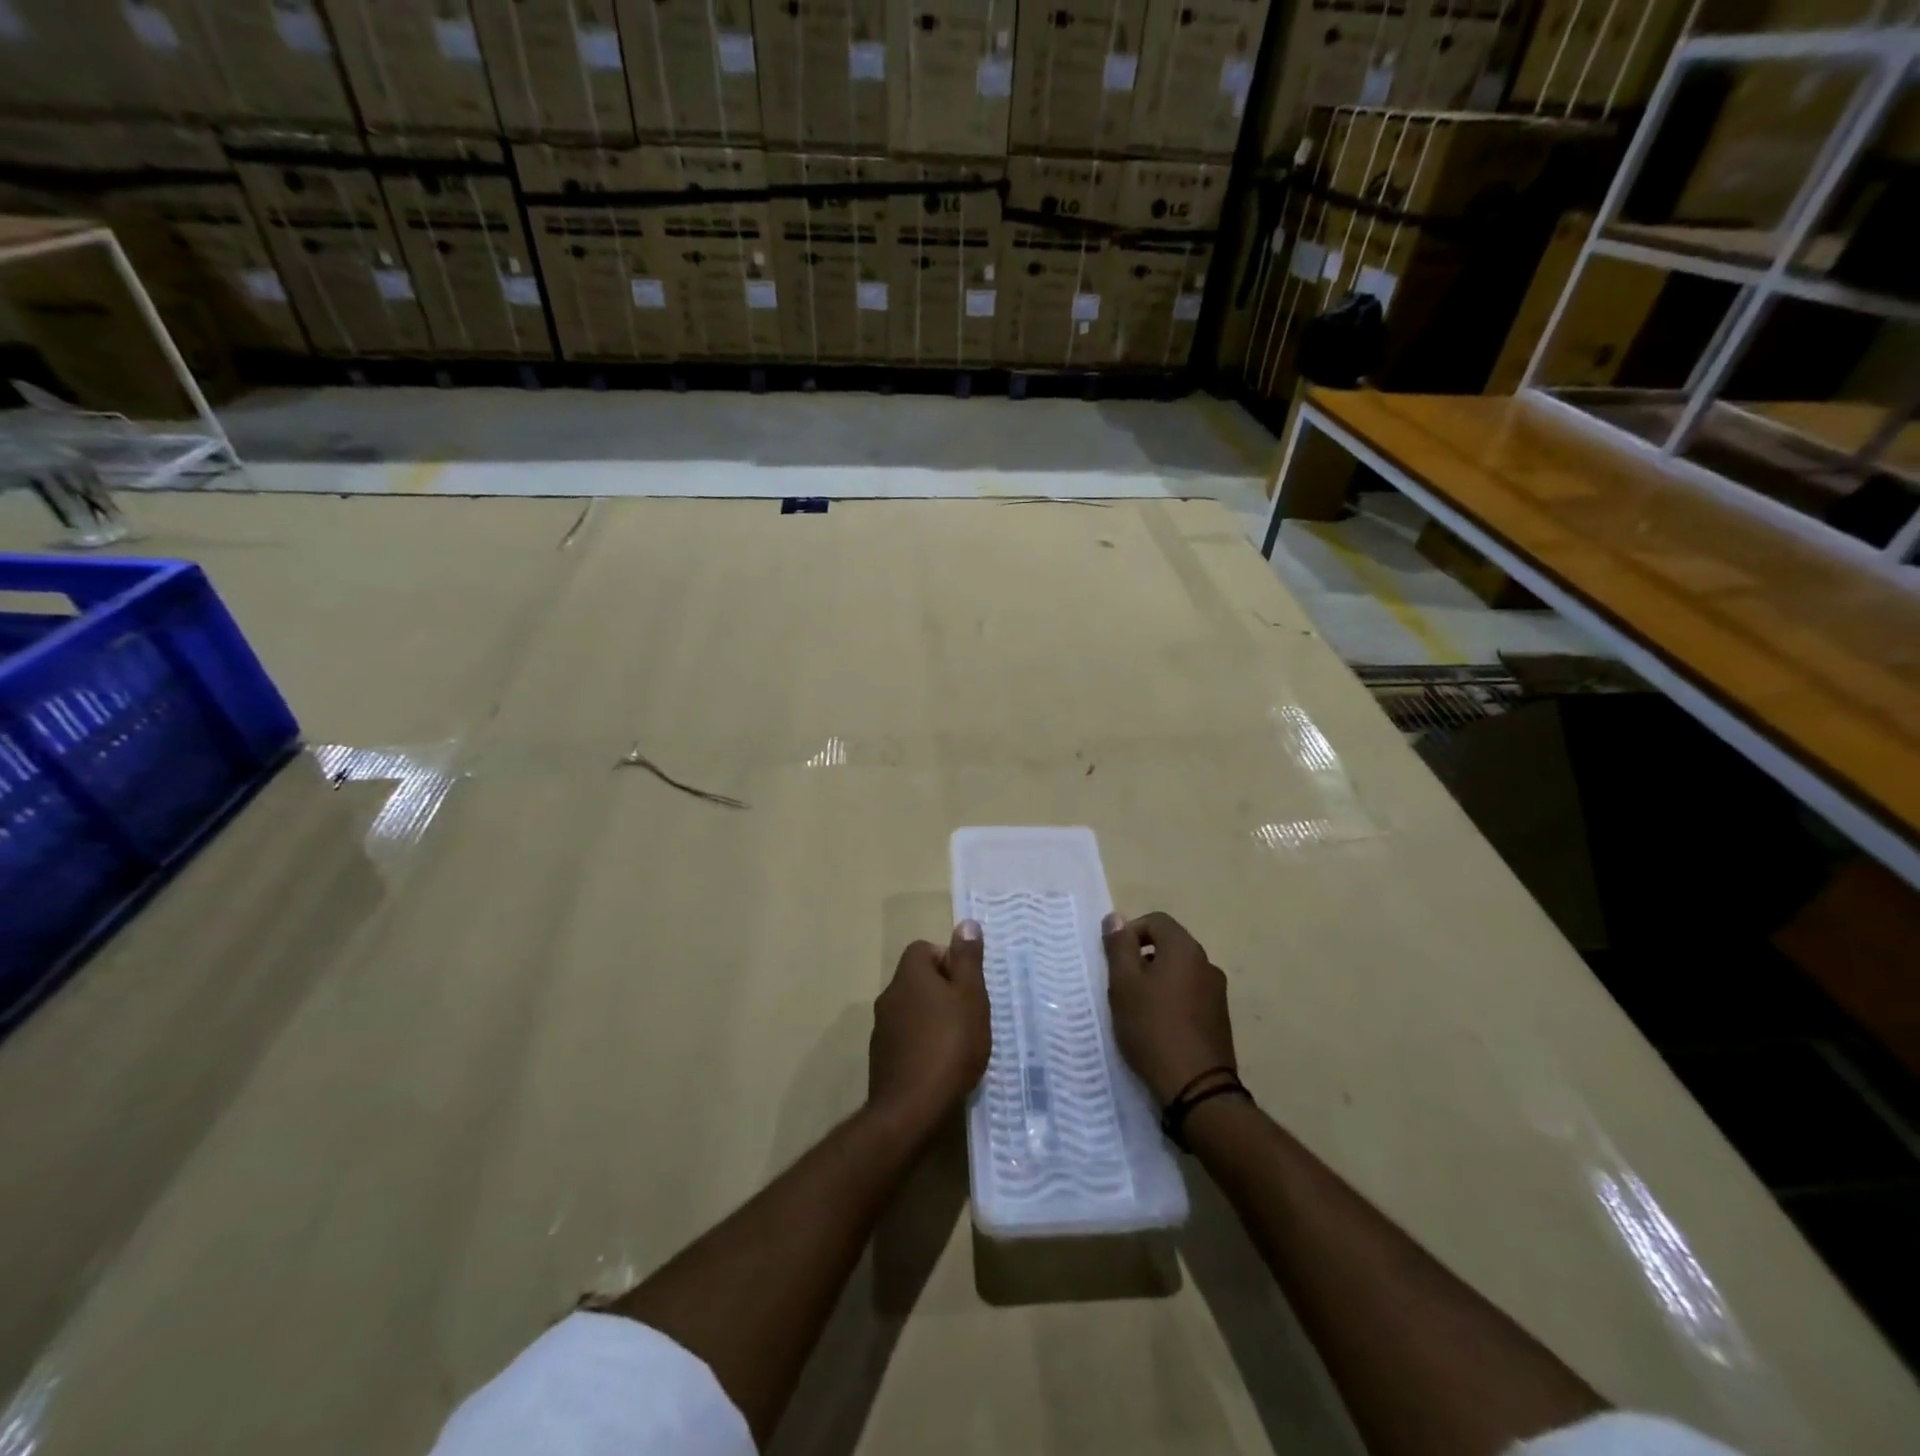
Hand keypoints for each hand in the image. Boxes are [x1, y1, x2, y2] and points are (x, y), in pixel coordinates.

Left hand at [868, 922, 990, 1130]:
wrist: (912, 1108)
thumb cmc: (950, 1044)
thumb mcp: (971, 997)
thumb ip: (968, 960)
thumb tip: (965, 923)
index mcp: (909, 975)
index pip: (923, 949)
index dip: (947, 960)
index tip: (967, 984)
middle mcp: (889, 995)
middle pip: (917, 979)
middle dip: (942, 991)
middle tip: (969, 1013)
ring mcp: (881, 1029)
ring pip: (911, 1010)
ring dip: (931, 1018)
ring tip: (958, 1041)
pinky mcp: (881, 1058)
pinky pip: (905, 1038)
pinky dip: (921, 1043)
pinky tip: (940, 1065)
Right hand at [1104, 911, 1236, 1105]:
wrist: (1196, 1087)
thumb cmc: (1152, 1027)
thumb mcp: (1124, 984)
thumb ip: (1119, 947)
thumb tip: (1115, 917)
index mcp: (1185, 949)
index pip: (1156, 920)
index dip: (1131, 932)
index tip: (1115, 960)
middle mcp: (1206, 964)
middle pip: (1169, 945)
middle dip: (1142, 958)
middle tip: (1121, 986)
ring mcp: (1217, 993)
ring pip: (1179, 972)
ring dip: (1156, 980)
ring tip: (1137, 1009)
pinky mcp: (1220, 1019)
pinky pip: (1190, 995)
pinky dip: (1172, 1000)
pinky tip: (1158, 1027)